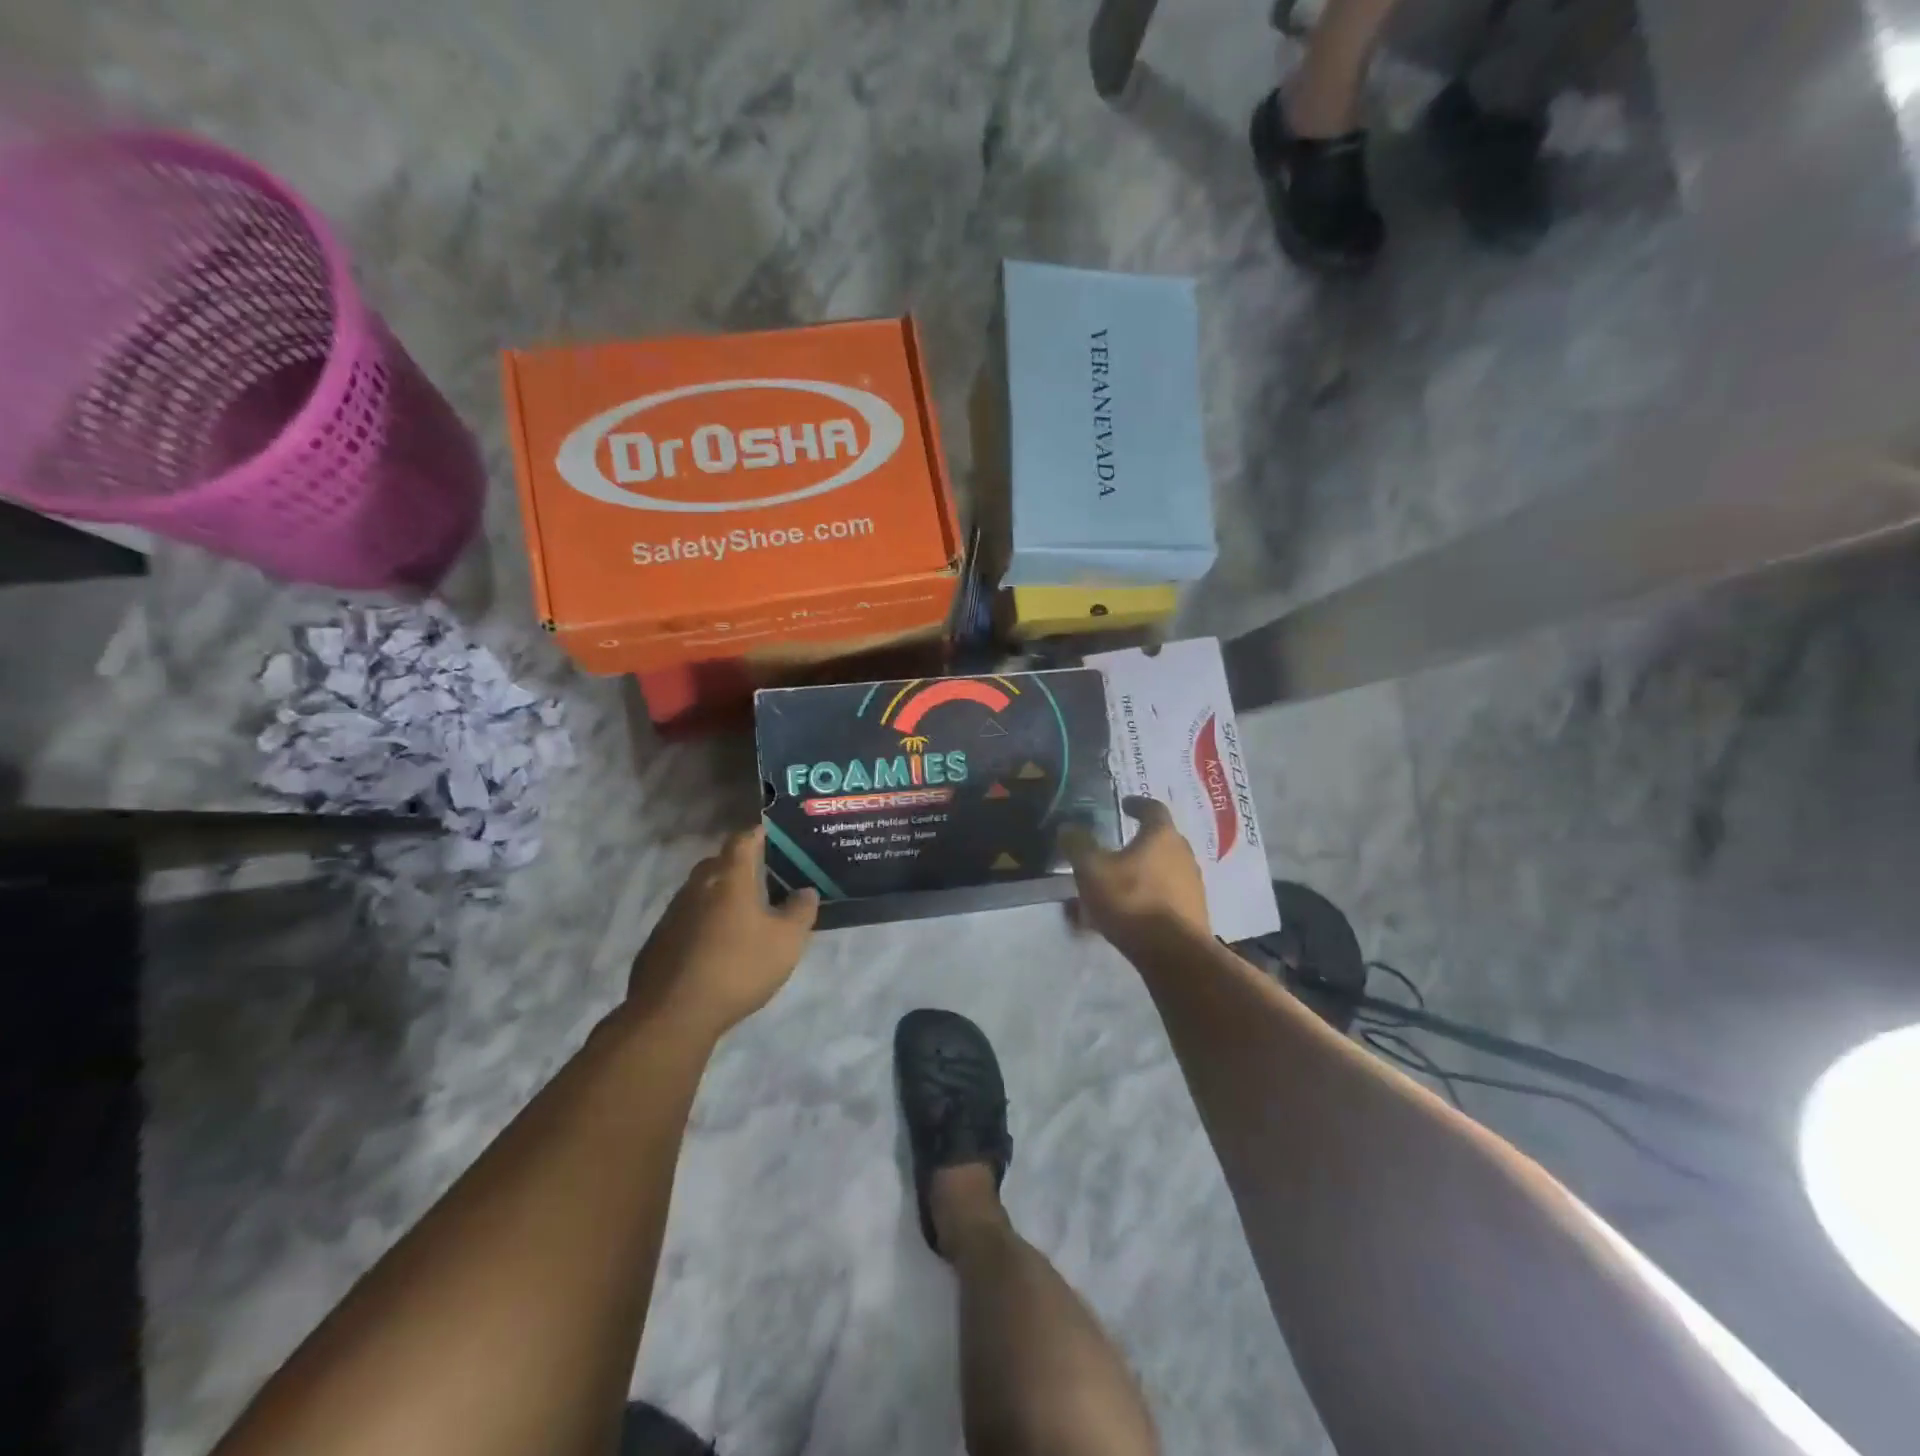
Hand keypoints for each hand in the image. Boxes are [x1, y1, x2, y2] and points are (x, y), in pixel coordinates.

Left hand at [625, 828, 817, 1039]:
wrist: (672, 1015)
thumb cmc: (738, 968)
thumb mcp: (786, 942)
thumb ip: (800, 912)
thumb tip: (806, 891)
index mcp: (729, 879)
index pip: (742, 841)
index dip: (757, 834)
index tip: (771, 834)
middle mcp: (697, 888)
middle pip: (716, 863)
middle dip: (737, 864)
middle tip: (760, 875)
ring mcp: (672, 915)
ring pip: (698, 892)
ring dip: (718, 895)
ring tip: (741, 913)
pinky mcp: (657, 942)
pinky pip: (685, 920)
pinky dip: (702, 923)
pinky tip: (715, 946)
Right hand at [1060, 797, 1210, 953]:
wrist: (1175, 955)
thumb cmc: (1132, 902)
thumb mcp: (1092, 871)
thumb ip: (1078, 846)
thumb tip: (1068, 828)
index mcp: (1162, 836)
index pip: (1153, 808)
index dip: (1137, 804)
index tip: (1125, 804)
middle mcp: (1183, 854)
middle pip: (1162, 839)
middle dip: (1140, 840)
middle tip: (1118, 846)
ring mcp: (1193, 885)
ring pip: (1164, 869)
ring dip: (1144, 871)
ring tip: (1120, 882)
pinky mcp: (1194, 912)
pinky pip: (1167, 895)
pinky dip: (1150, 895)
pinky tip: (1131, 911)